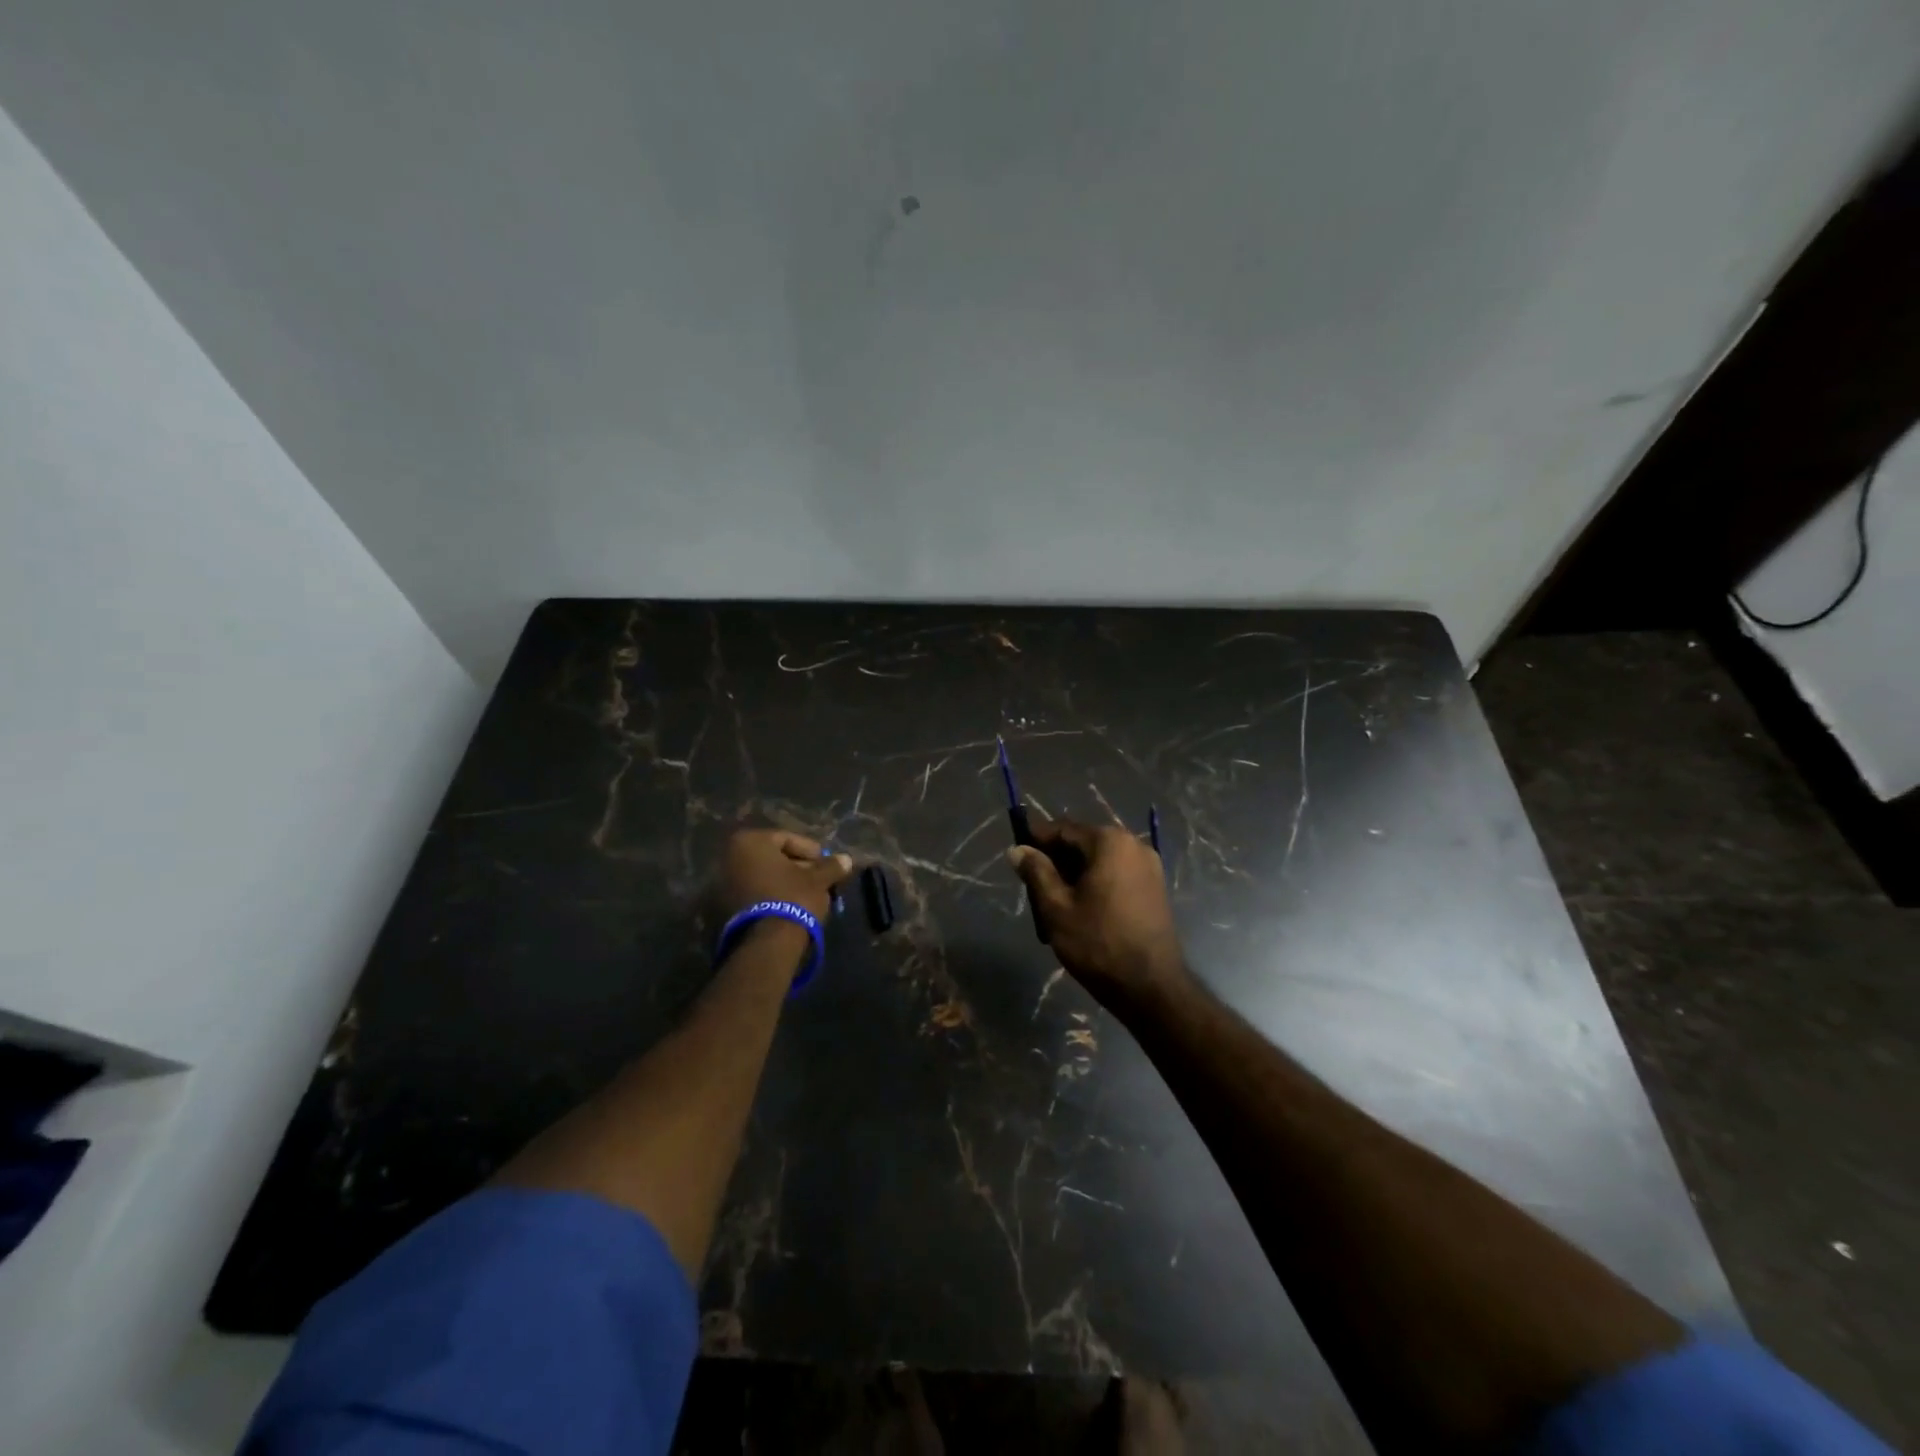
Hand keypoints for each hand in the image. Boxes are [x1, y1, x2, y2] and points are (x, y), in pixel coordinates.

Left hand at [716, 829, 852, 924]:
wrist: (766, 943)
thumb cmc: (793, 898)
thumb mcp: (818, 879)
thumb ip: (831, 866)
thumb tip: (846, 859)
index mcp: (749, 841)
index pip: (787, 839)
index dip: (811, 851)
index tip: (826, 865)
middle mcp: (729, 857)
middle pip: (772, 858)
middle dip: (797, 868)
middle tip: (818, 880)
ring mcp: (721, 884)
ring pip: (762, 877)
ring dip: (784, 883)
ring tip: (807, 896)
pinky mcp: (722, 908)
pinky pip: (753, 894)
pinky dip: (770, 896)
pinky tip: (789, 907)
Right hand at [1006, 817, 1188, 1014]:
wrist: (1151, 987)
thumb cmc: (1098, 943)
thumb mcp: (1056, 907)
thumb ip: (1036, 872)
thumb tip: (1017, 849)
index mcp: (1109, 842)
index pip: (1064, 829)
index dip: (1037, 838)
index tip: (1017, 853)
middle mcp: (1134, 844)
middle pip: (1084, 842)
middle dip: (1056, 859)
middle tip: (1032, 884)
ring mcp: (1150, 866)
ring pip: (1100, 859)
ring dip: (1076, 872)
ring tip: (1054, 900)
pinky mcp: (1156, 887)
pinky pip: (1117, 873)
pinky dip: (1096, 882)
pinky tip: (1082, 907)